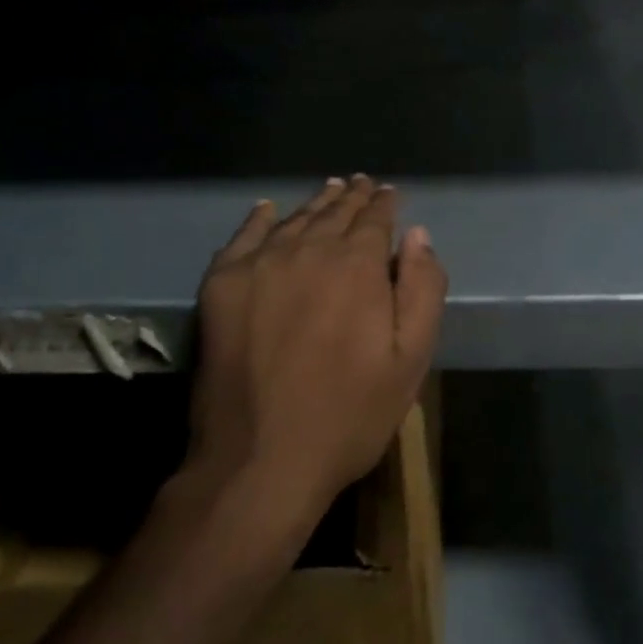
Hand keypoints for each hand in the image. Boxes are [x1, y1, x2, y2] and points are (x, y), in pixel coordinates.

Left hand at [188, 177, 446, 523]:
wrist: (259, 460)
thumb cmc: (348, 414)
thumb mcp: (409, 359)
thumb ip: (421, 288)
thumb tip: (418, 234)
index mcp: (357, 265)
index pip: (375, 218)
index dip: (385, 203)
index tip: (389, 192)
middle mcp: (308, 250)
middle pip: (335, 213)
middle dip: (353, 197)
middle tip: (361, 184)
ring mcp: (260, 264)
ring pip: (295, 220)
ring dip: (316, 204)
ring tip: (330, 190)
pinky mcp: (221, 285)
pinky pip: (244, 237)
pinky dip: (260, 218)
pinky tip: (268, 209)